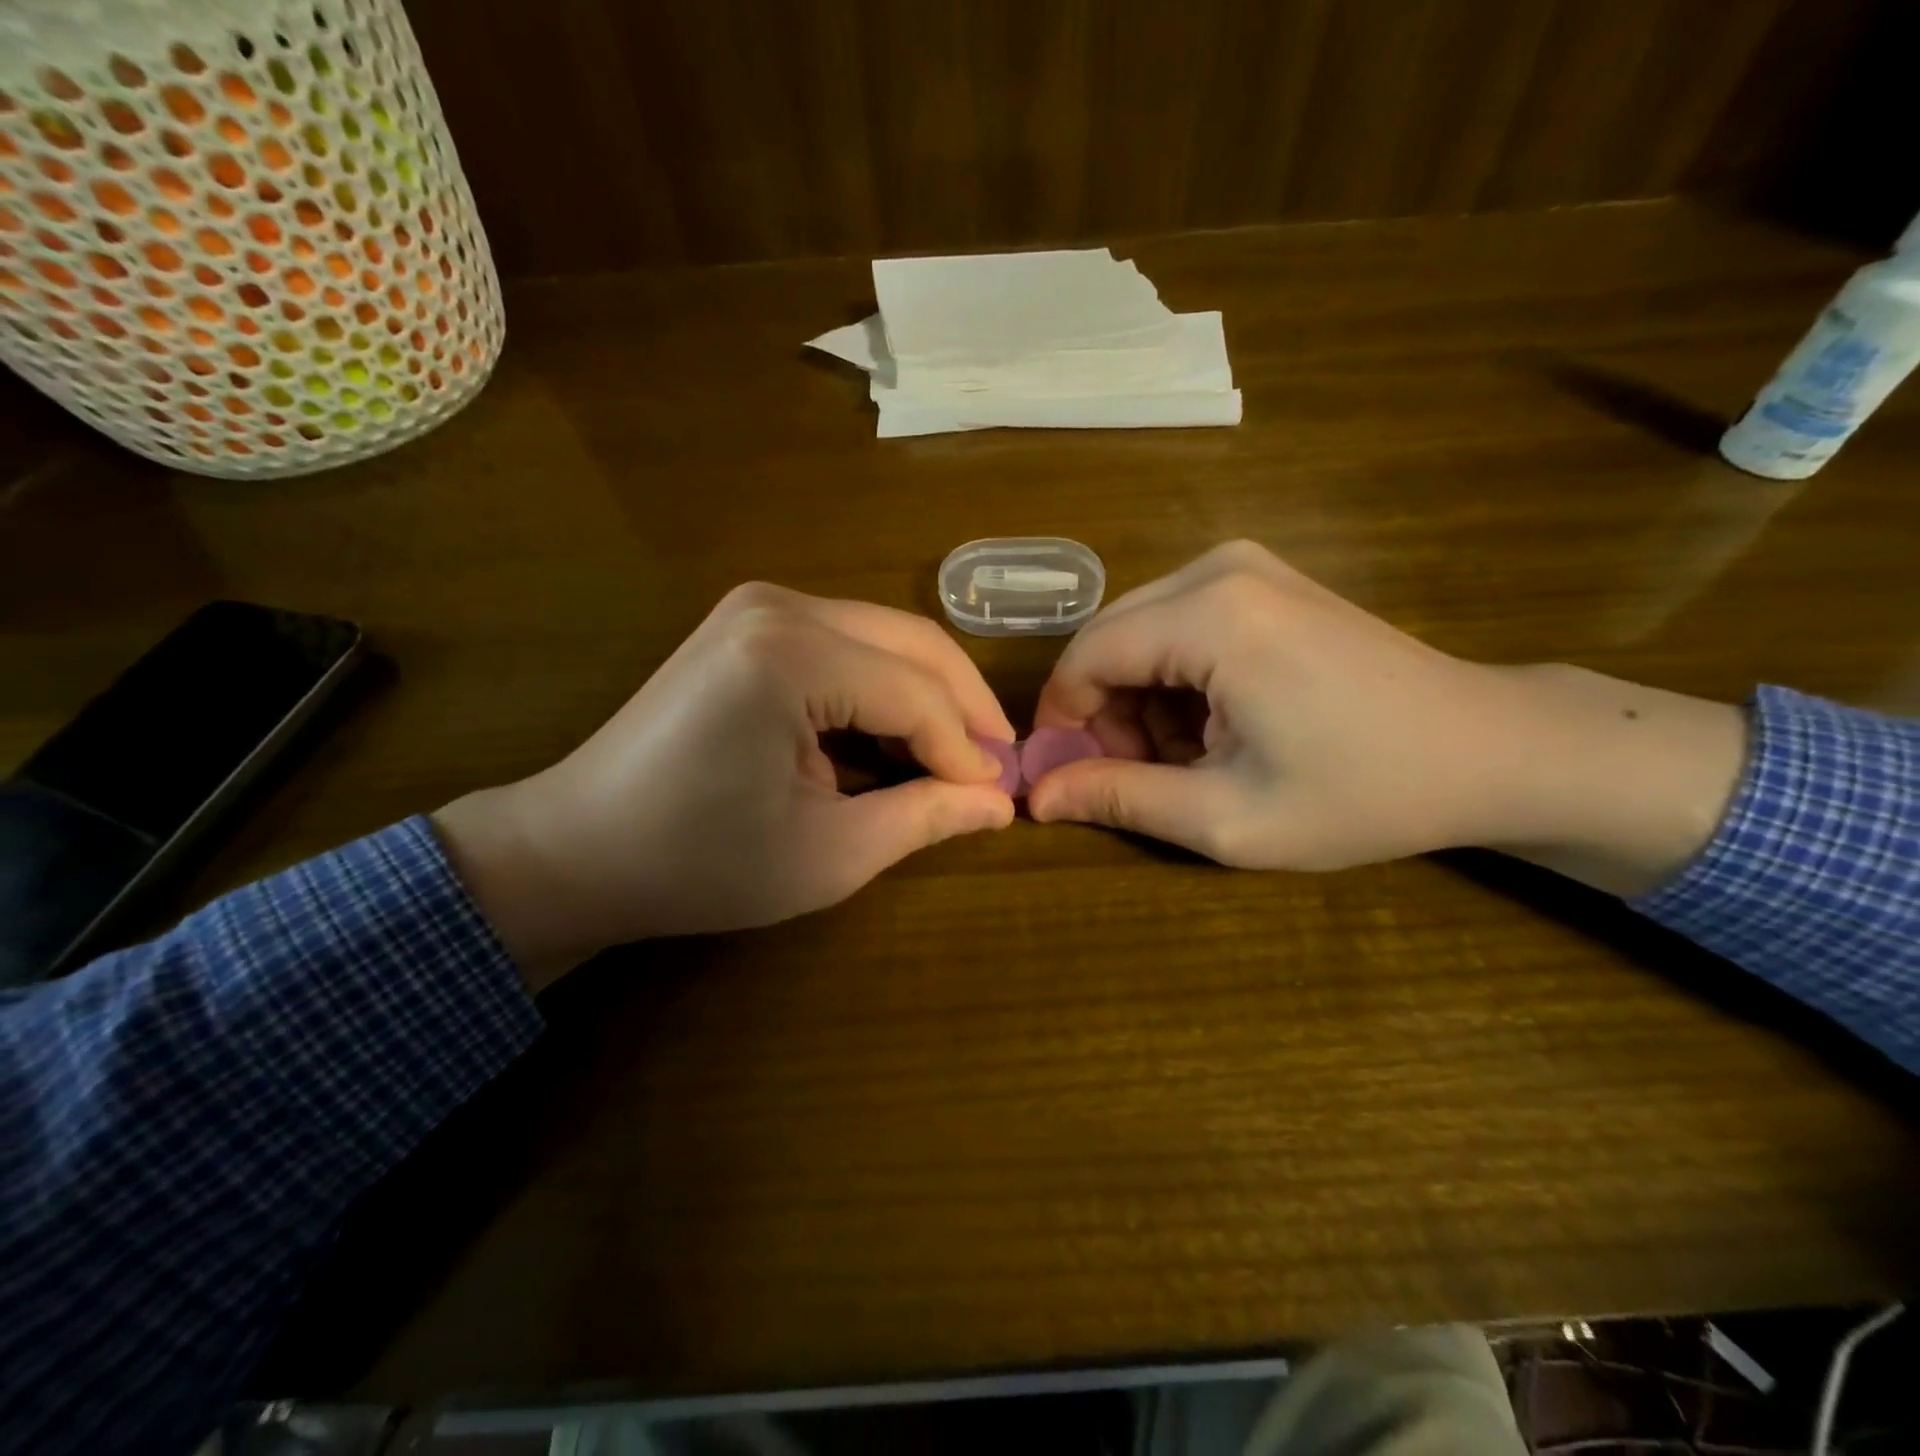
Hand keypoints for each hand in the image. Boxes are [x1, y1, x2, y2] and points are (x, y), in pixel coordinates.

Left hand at [433, 584, 1015, 987]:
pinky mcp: (750, 625)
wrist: (579, 849)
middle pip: (911, 644)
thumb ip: (924, 817)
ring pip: (884, 638)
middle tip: (995, 766)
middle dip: (962, 706)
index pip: (916, 694)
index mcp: (791, 655)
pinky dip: (883, 689)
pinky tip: (898, 737)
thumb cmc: (699, 862)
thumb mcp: (828, 853)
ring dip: (927, 696)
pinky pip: (847, 646)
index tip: (999, 799)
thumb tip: (999, 803)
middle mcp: (779, 606)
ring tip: (955, 756)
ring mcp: (760, 606)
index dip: (966, 750)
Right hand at [1027, 541, 1747, 895]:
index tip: (1070, 777)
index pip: (1084, 657)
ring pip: (1139, 633)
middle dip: (1104, 713)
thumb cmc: (1363, 792)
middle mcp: (1217, 568)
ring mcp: (1245, 564)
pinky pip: (1177, 623)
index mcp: (1210, 617)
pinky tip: (1218, 723)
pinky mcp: (1263, 578)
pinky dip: (1175, 680)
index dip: (1061, 721)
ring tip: (1189, 759)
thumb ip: (1120, 799)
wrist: (1488, 747)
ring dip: (1140, 700)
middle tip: (1138, 777)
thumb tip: (1035, 797)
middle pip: (1109, 640)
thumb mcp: (1228, 817)